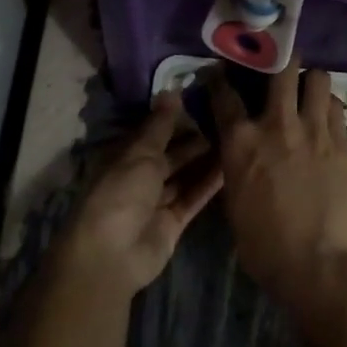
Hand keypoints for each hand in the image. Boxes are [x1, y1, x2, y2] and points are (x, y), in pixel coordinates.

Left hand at [48, 93, 222, 296]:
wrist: (112, 255)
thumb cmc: (120, 194)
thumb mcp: (140, 154)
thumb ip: (160, 125)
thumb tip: (170, 90)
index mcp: (123, 156)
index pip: (151, 132)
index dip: (174, 118)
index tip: (203, 100)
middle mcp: (138, 176)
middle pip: (170, 154)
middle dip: (194, 139)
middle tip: (226, 120)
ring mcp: (155, 201)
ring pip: (184, 175)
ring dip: (205, 160)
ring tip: (235, 139)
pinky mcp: (172, 222)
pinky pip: (192, 197)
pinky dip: (208, 184)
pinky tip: (231, 167)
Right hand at [208, 60, 346, 306]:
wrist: (315, 263)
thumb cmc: (263, 242)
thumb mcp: (233, 198)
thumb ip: (236, 161)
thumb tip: (239, 146)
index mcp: (241, 141)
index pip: (224, 94)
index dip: (219, 78)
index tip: (220, 70)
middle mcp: (277, 125)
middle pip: (280, 68)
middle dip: (277, 58)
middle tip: (277, 62)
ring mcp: (314, 130)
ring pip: (318, 79)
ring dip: (310, 81)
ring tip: (308, 91)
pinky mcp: (343, 142)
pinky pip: (337, 108)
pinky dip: (329, 107)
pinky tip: (325, 118)